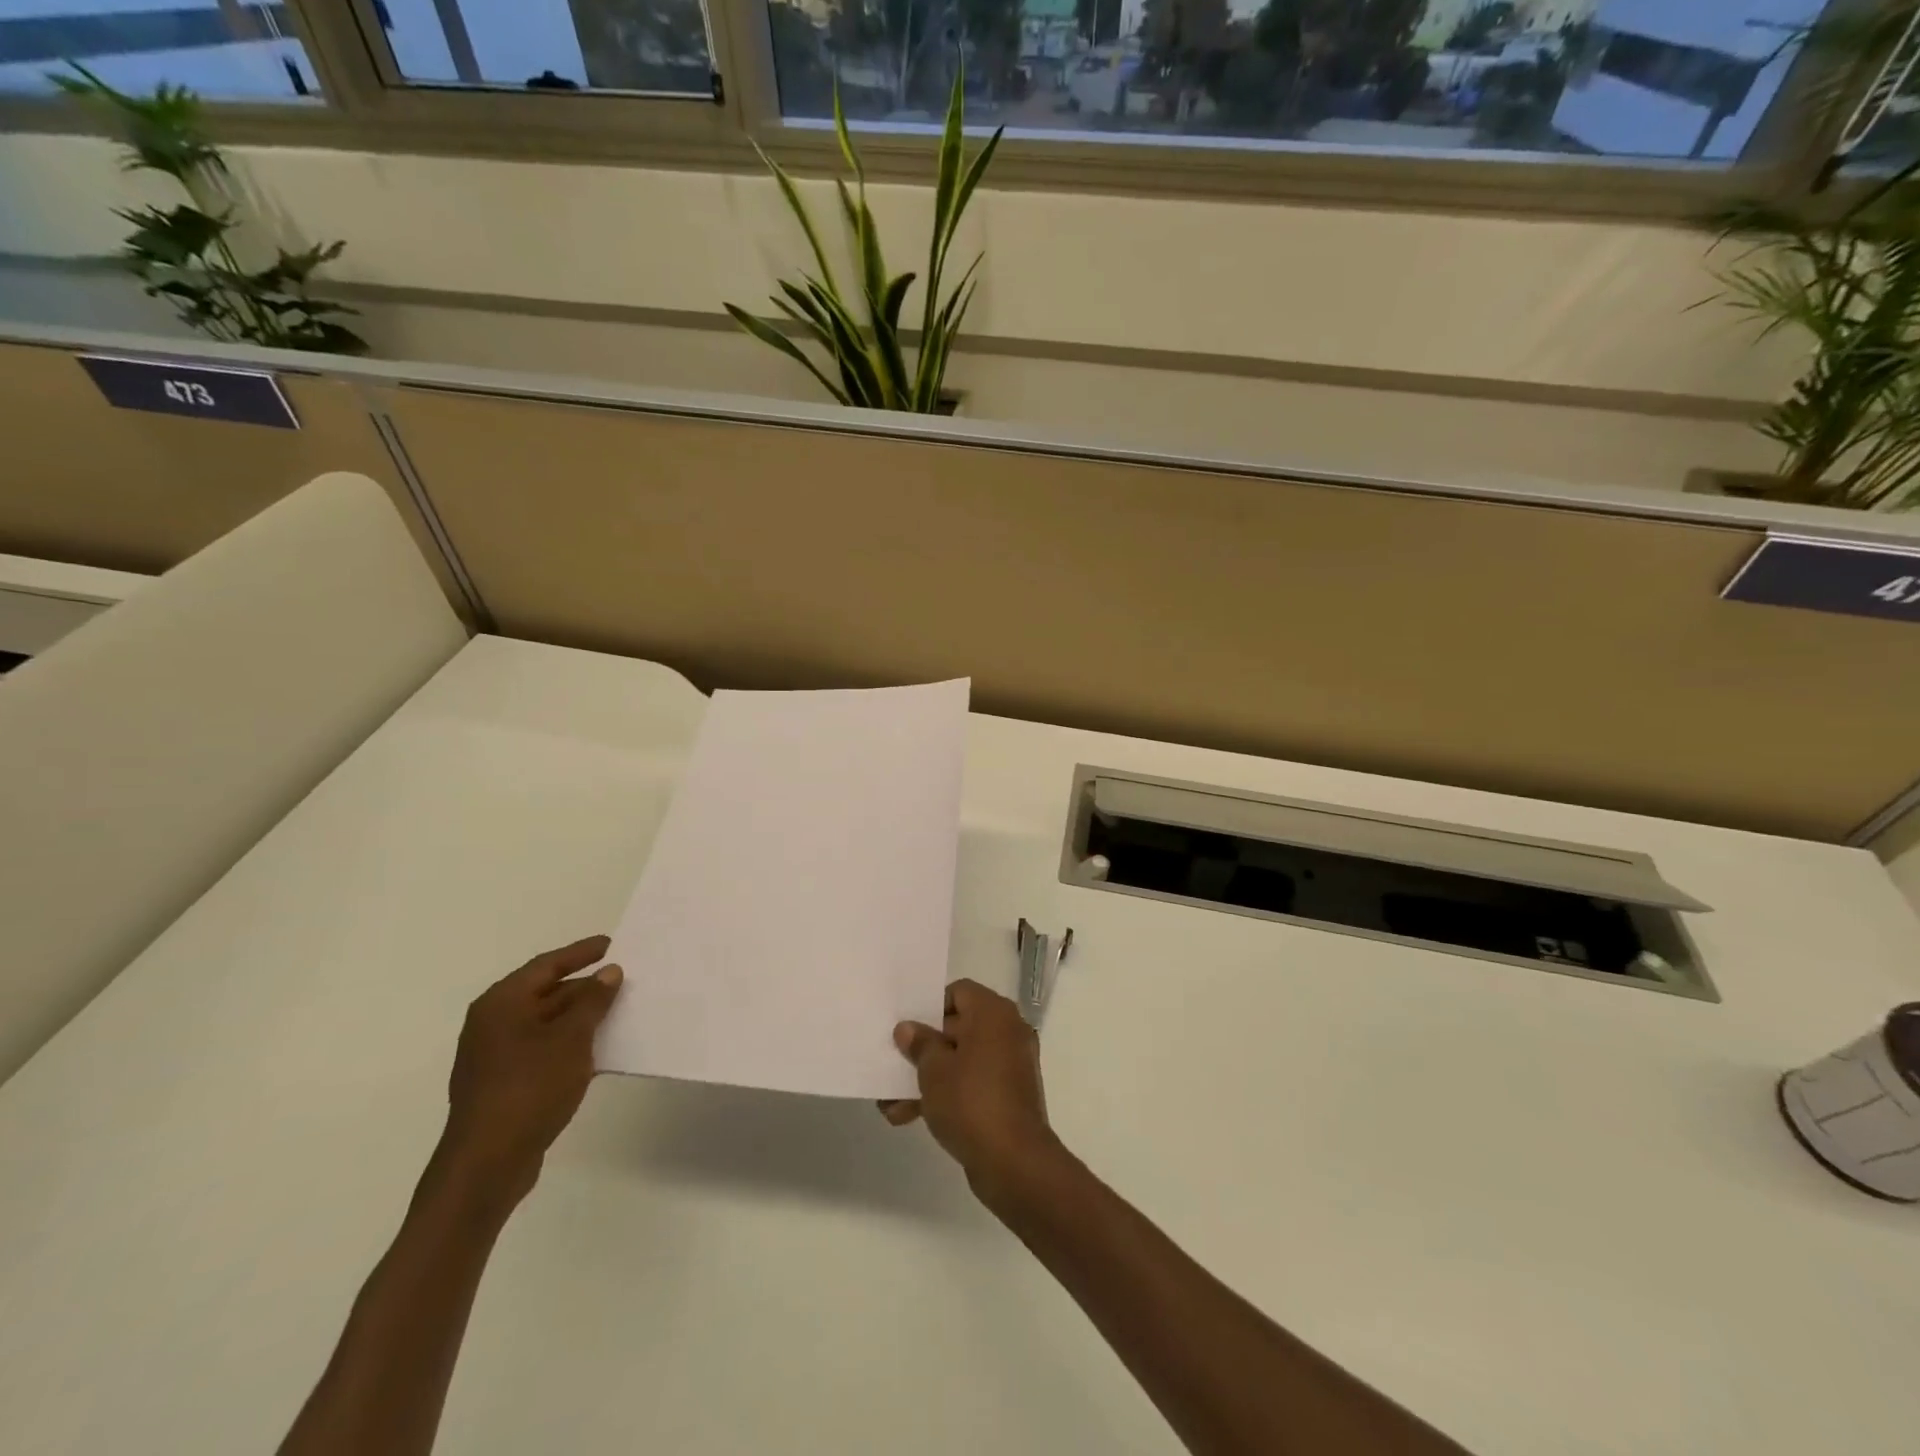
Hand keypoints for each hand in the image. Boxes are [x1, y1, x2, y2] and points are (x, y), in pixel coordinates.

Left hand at [438, 935, 622, 1209]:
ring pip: (548, 1024)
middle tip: (625, 980)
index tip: (613, 944)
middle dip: (586, 988)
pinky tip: (602, 1050)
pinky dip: (572, 1045)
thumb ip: (593, 1001)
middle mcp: (493, 1023)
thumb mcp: (571, 1038)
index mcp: (502, 1003)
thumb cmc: (529, 1088)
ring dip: (582, 1018)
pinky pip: (545, 1050)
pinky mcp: (505, 1084)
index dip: (582, 953)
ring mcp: (496, 1056)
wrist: (487, 1163)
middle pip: (547, 993)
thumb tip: (609, 972)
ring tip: (621, 1012)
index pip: (547, 964)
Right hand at [880, 979, 1063, 1207]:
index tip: (909, 1030)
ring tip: (892, 1104)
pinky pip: (973, 1083)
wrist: (1015, 1163)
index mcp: (993, 1013)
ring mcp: (1011, 1065)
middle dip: (923, 1050)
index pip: (959, 992)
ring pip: (962, 1060)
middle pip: (958, 1028)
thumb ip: (919, 1044)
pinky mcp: (1010, 1095)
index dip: (931, 1007)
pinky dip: (948, 1094)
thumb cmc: (971, 1102)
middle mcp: (1008, 1031)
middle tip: (894, 1066)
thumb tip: (909, 1028)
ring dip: (929, 1078)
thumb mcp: (933, 1070)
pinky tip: (912, 1117)